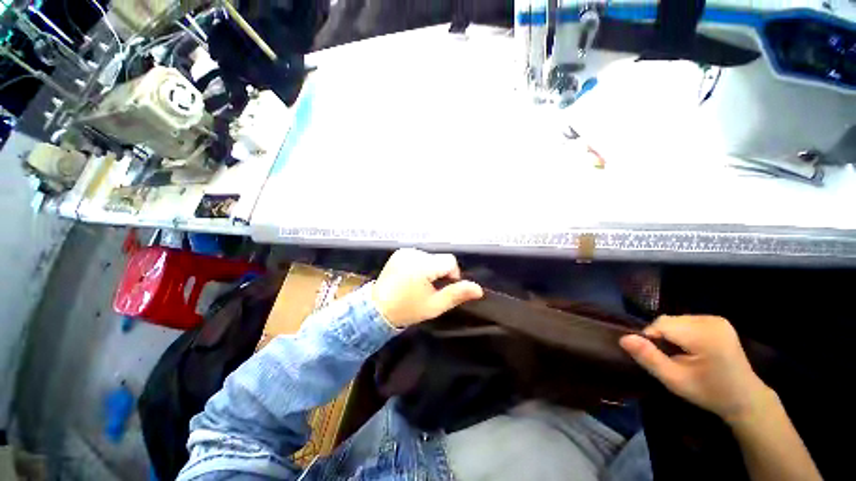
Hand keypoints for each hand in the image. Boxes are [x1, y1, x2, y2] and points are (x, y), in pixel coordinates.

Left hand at [372, 249, 483, 326]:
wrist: (378, 309)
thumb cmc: (408, 309)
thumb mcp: (435, 306)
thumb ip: (456, 294)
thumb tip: (479, 289)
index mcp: (423, 266)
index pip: (450, 261)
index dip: (452, 274)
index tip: (443, 288)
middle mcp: (414, 254)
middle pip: (439, 259)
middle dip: (439, 272)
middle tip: (430, 289)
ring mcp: (404, 252)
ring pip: (429, 257)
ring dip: (430, 268)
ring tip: (419, 283)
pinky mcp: (399, 253)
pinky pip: (418, 255)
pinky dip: (419, 264)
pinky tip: (411, 277)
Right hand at [620, 315, 772, 424]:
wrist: (745, 398)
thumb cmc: (708, 392)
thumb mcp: (674, 380)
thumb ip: (649, 358)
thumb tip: (623, 338)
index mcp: (704, 336)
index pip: (660, 325)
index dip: (652, 340)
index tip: (662, 360)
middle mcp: (711, 321)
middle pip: (668, 321)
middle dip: (663, 338)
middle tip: (673, 360)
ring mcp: (717, 319)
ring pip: (675, 320)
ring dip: (672, 335)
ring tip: (683, 355)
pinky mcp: (719, 321)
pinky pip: (686, 321)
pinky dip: (682, 333)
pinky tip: (693, 348)